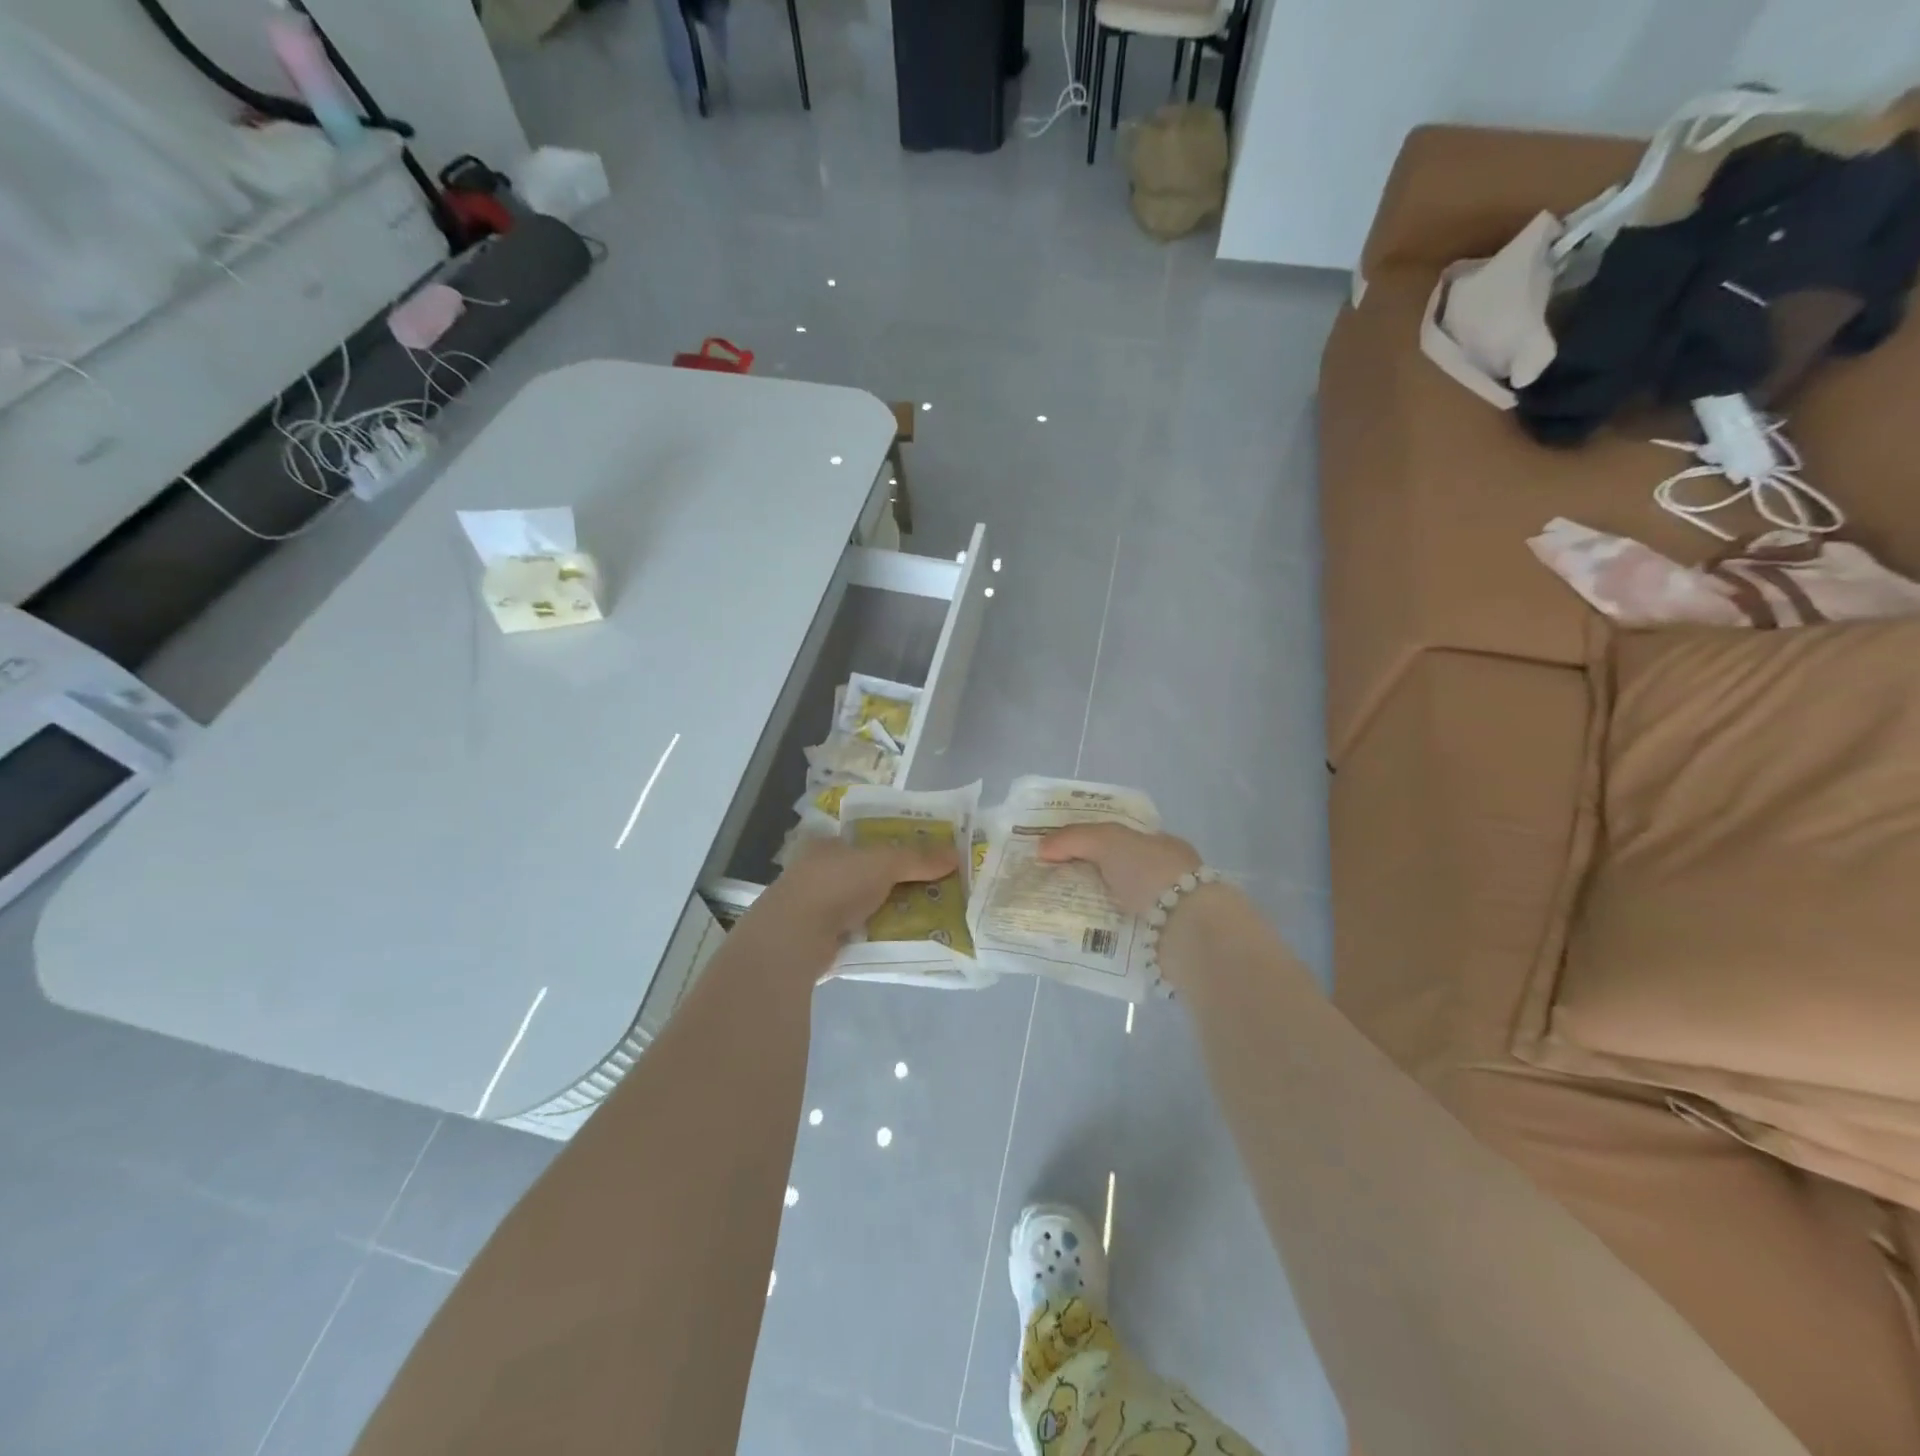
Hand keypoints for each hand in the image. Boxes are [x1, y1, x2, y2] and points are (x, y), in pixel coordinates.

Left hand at [749, 837, 958, 948]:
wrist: (794, 937)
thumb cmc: (835, 884)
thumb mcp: (883, 862)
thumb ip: (918, 858)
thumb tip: (955, 854)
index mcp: (826, 843)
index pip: (864, 838)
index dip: (893, 843)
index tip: (923, 854)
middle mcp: (818, 870)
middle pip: (867, 871)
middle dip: (897, 879)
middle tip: (933, 885)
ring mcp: (815, 905)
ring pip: (864, 903)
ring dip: (889, 908)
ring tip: (927, 912)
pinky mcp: (818, 937)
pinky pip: (858, 930)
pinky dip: (877, 932)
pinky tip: (902, 936)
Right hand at [1037, 823, 1201, 916]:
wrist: (1186, 928)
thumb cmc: (1151, 872)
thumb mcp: (1109, 840)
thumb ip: (1074, 838)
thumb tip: (1041, 849)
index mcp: (1160, 845)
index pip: (1119, 837)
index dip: (1088, 840)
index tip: (1058, 850)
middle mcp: (1163, 875)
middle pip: (1114, 870)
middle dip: (1084, 875)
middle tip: (1047, 881)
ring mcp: (1162, 910)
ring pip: (1115, 903)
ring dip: (1090, 906)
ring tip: (1054, 910)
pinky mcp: (1156, 942)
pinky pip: (1119, 931)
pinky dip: (1100, 931)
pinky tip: (1075, 932)